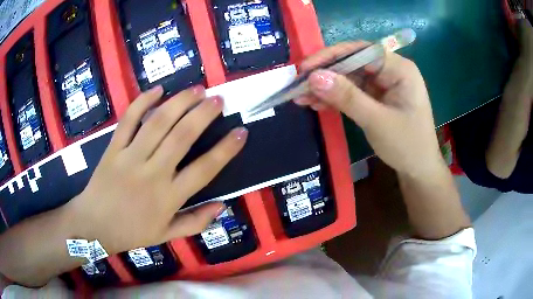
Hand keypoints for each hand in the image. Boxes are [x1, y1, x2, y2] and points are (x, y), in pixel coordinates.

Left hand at [65, 86, 247, 254]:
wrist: (94, 226)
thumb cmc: (131, 232)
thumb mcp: (165, 235)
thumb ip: (195, 222)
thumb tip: (222, 206)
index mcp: (168, 198)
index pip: (204, 170)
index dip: (226, 150)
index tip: (241, 132)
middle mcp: (152, 174)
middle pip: (182, 137)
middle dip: (204, 115)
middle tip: (218, 99)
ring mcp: (130, 158)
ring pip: (157, 123)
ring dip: (179, 102)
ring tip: (196, 90)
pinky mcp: (113, 148)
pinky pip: (128, 120)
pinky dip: (142, 102)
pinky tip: (158, 90)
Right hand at [296, 42, 443, 177]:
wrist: (419, 171)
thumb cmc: (407, 146)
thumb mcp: (377, 121)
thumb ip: (347, 97)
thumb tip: (314, 76)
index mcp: (399, 69)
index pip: (361, 52)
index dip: (332, 56)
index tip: (306, 68)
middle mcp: (391, 71)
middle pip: (353, 63)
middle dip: (326, 75)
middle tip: (298, 85)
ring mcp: (383, 85)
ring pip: (349, 79)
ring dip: (327, 88)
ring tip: (301, 98)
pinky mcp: (377, 98)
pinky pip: (352, 92)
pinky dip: (335, 99)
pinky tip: (317, 104)